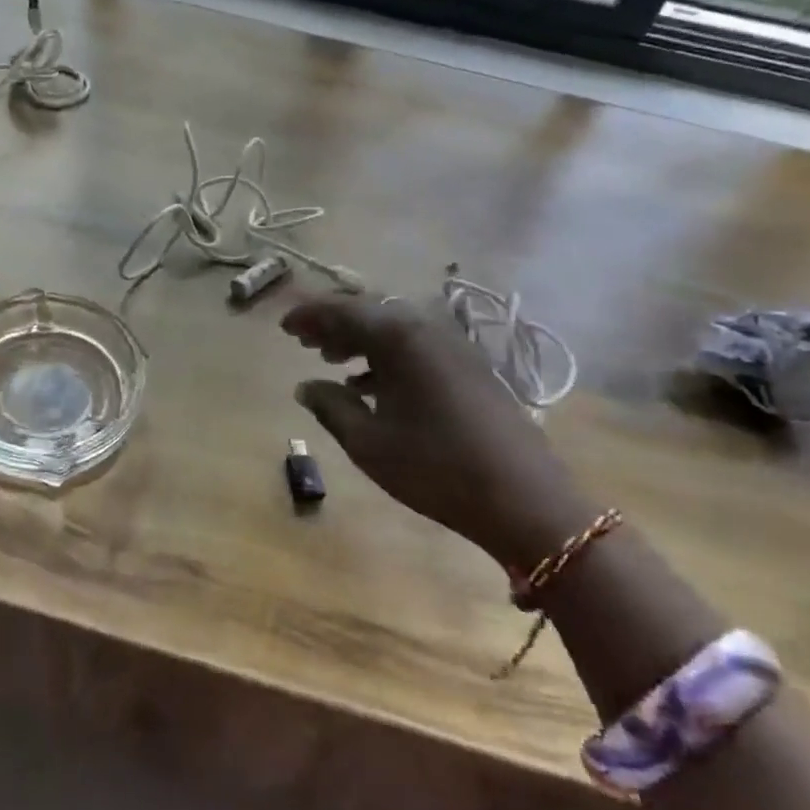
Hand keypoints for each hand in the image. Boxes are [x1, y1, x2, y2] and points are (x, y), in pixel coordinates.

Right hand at [282, 295, 591, 571]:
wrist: (526, 499)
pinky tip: (372, 385)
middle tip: (304, 340)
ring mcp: (454, 346)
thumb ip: (331, 407)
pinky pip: (416, 346)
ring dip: (360, 339)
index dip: (309, 315)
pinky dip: (387, 356)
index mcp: (400, 337)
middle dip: (334, 323)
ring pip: (395, 328)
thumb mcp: (369, 443)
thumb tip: (305, 386)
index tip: (283, 327)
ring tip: (332, 360)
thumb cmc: (437, 469)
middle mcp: (427, 328)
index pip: (343, 310)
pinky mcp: (470, 367)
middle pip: (371, 311)